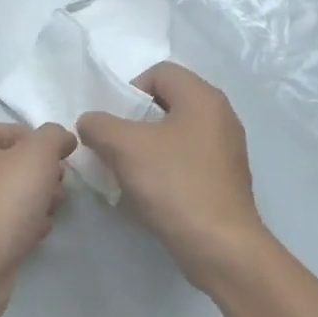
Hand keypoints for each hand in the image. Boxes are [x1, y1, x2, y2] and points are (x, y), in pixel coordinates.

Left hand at [0, 121, 76, 316]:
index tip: (64, 160)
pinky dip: (25, 226)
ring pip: (13, 196)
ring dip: (39, 201)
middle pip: (15, 165)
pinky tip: (38, 234)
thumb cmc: (2, 201)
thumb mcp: (37, 155)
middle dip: (44, 175)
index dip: (43, 143)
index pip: (14, 131)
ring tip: (52, 212)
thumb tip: (62, 139)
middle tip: (59, 189)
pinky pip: (7, 224)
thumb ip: (53, 137)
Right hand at [77, 63, 267, 289]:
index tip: (113, 123)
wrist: (218, 243)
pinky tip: (151, 192)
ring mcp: (227, 149)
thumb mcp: (125, 148)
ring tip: (128, 172)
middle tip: (114, 147)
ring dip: (147, 148)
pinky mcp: (225, 179)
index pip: (160, 73)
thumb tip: (90, 122)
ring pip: (176, 134)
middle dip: (135, 122)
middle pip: (168, 103)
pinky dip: (165, 169)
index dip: (129, 90)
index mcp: (203, 98)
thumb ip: (99, 125)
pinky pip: (187, 160)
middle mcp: (221, 116)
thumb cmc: (174, 184)